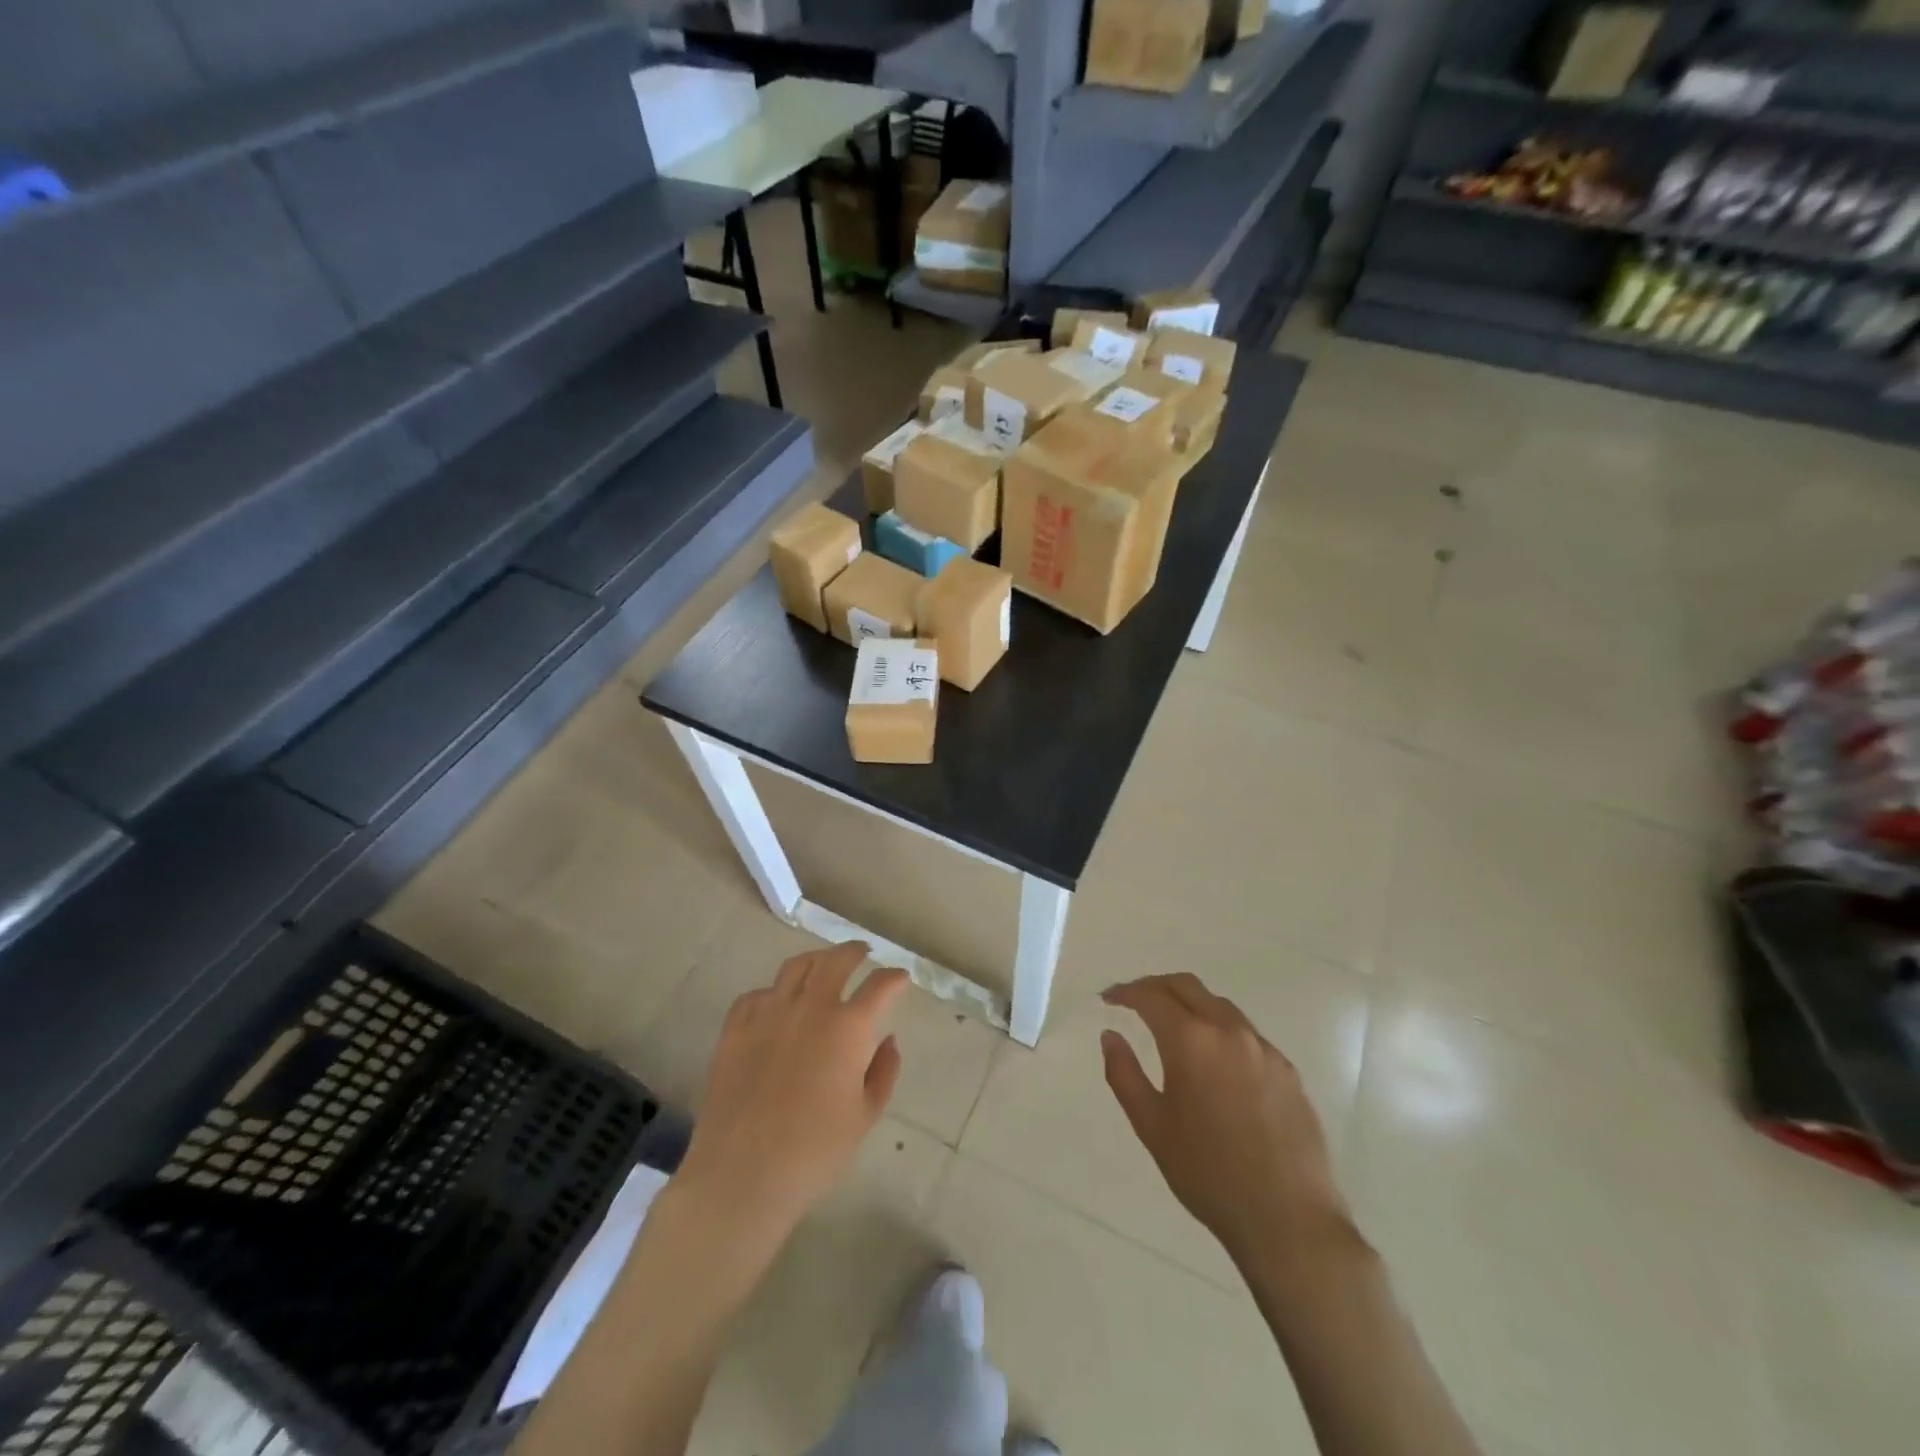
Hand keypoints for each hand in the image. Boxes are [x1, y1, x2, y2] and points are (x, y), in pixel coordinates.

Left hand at [676, 942, 907, 1243]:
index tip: (900, 978)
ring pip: (795, 968)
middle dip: (854, 952)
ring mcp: (767, 1015)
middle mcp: (809, 1008)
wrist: (741, 1176)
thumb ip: (883, 1072)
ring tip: (822, 966)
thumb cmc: (814, 1153)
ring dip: (816, 960)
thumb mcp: (864, 1117)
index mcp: (847, 1028)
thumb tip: (888, 1040)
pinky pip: (756, 995)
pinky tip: (776, 1004)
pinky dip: (773, 992)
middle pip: (835, 961)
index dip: (894, 978)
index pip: (879, 985)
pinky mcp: (735, 1030)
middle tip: (862, 954)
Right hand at [1101, 973, 1355, 1273]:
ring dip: (1189, 1003)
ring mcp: (1263, 1047)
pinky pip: (1245, 1032)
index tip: (1107, 999)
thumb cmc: (1208, 1173)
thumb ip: (1124, 1074)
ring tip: (1170, 1025)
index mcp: (1191, 1041)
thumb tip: (1110, 1036)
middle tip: (1134, 1000)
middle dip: (1155, 986)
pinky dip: (1218, 1028)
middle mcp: (1228, 1031)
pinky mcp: (1286, 1068)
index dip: (1125, 992)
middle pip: (1187, 986)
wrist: (1288, 1218)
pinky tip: (1213, 1059)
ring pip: (1219, 1005)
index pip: (1151, 996)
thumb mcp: (1151, 1126)